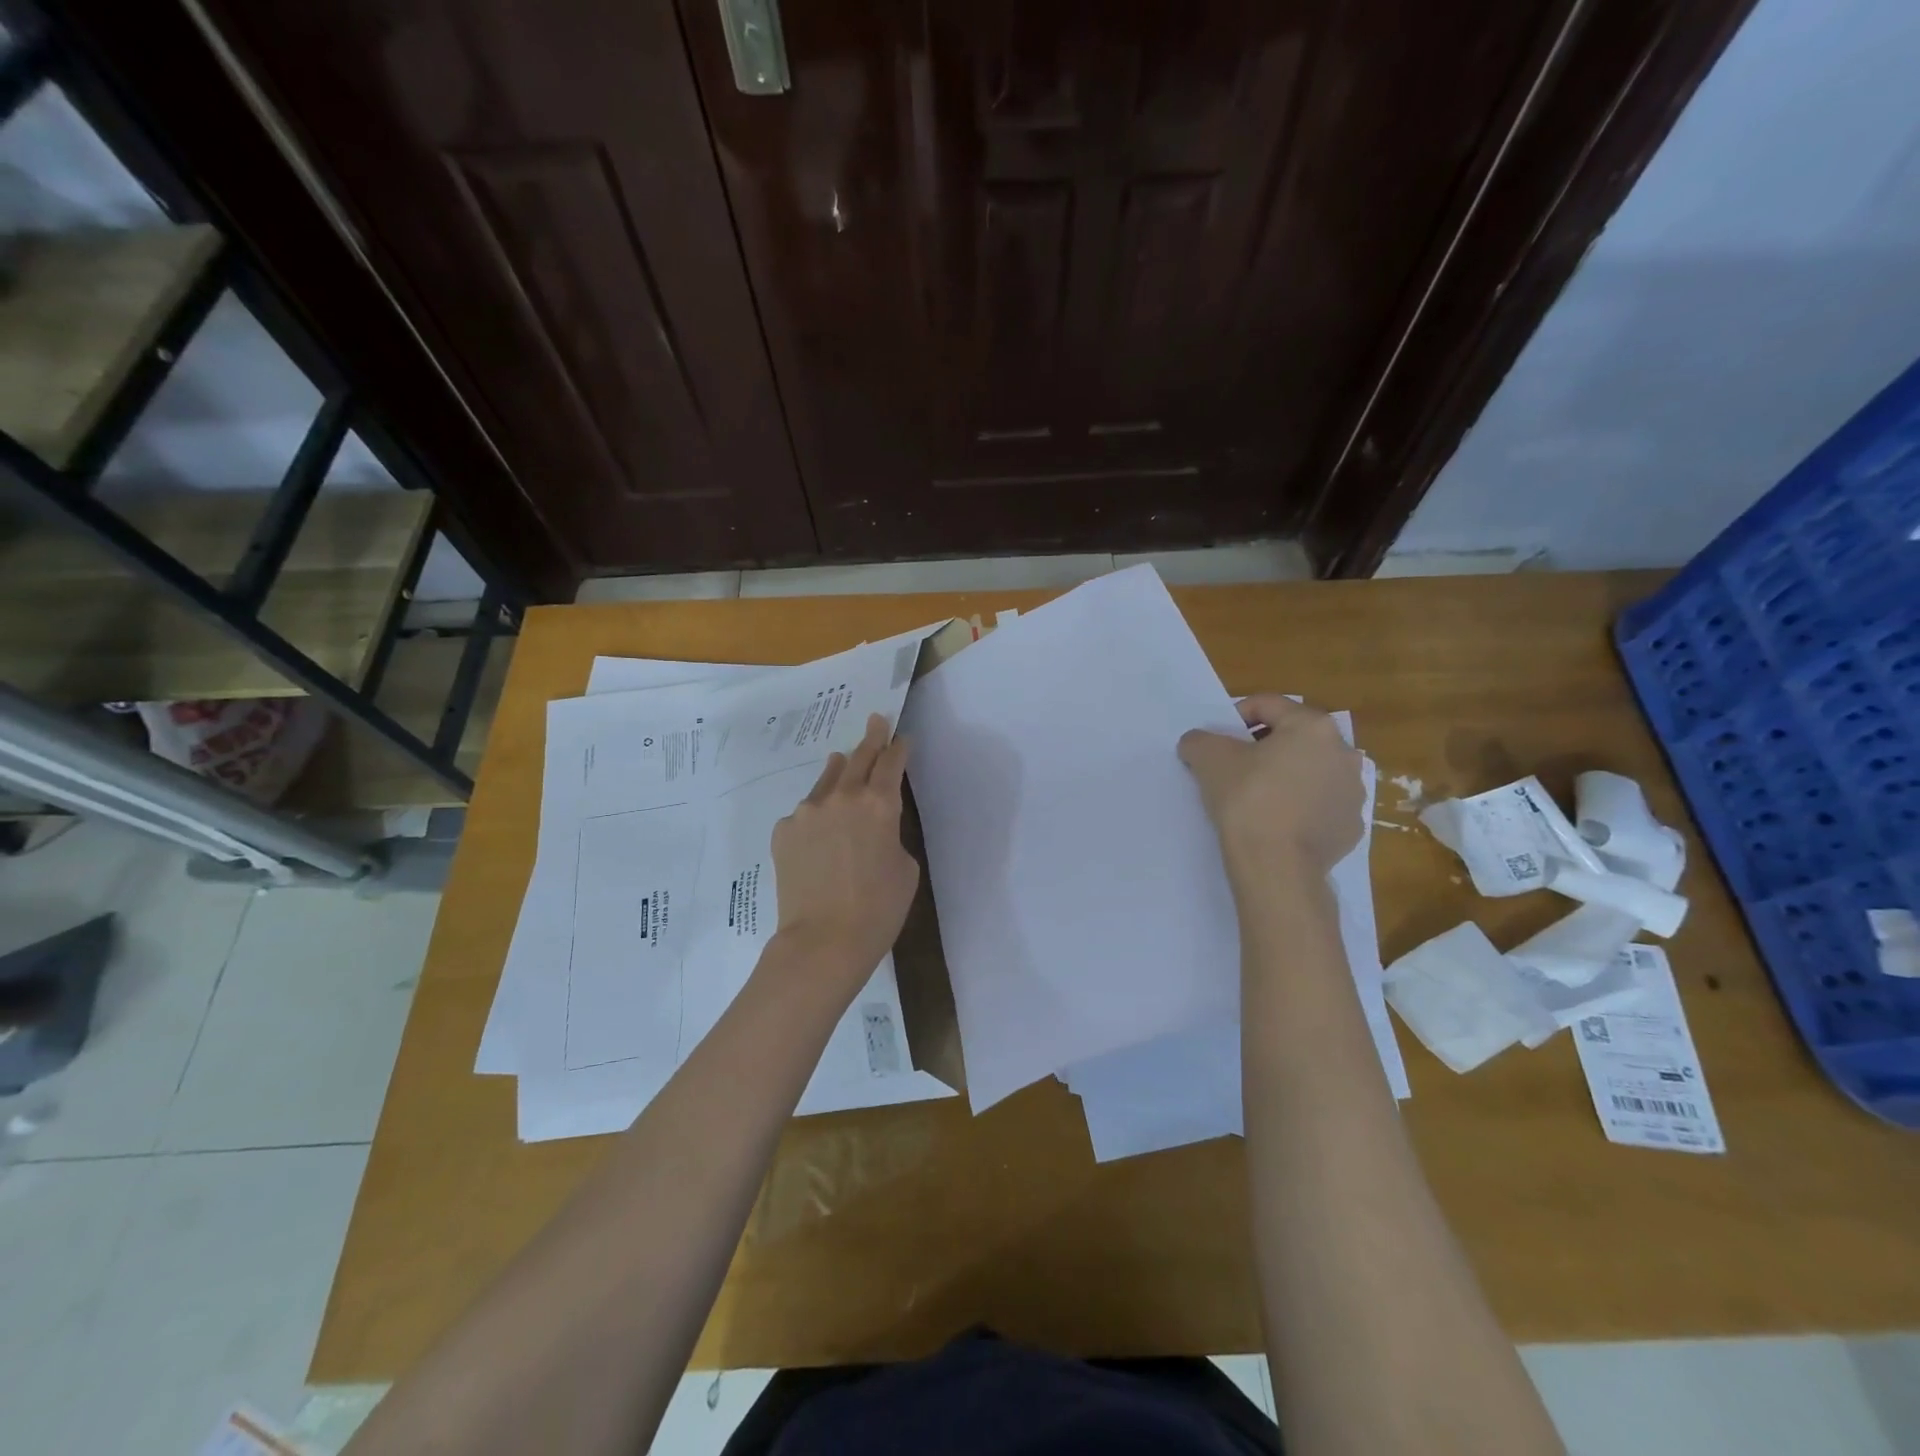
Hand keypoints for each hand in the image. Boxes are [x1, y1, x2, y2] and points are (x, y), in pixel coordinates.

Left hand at [770, 714, 920, 988]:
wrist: (824, 940)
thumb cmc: (878, 908)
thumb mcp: (904, 867)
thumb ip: (890, 835)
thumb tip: (872, 828)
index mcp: (880, 804)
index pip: (891, 763)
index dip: (898, 748)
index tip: (901, 738)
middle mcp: (843, 797)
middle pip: (859, 757)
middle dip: (871, 738)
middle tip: (876, 721)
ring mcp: (808, 811)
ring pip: (827, 780)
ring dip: (839, 770)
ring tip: (842, 760)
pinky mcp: (784, 830)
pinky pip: (805, 813)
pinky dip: (816, 814)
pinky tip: (818, 830)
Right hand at [1178, 696, 1364, 875]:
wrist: (1276, 866)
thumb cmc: (1247, 800)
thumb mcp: (1208, 759)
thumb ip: (1200, 740)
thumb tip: (1198, 742)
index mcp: (1313, 727)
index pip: (1267, 705)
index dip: (1235, 717)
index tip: (1217, 740)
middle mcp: (1343, 753)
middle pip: (1294, 737)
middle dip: (1264, 747)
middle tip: (1234, 766)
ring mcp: (1353, 792)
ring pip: (1310, 771)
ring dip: (1286, 775)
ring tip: (1256, 796)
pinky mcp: (1351, 826)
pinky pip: (1320, 805)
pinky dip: (1299, 806)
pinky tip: (1276, 822)